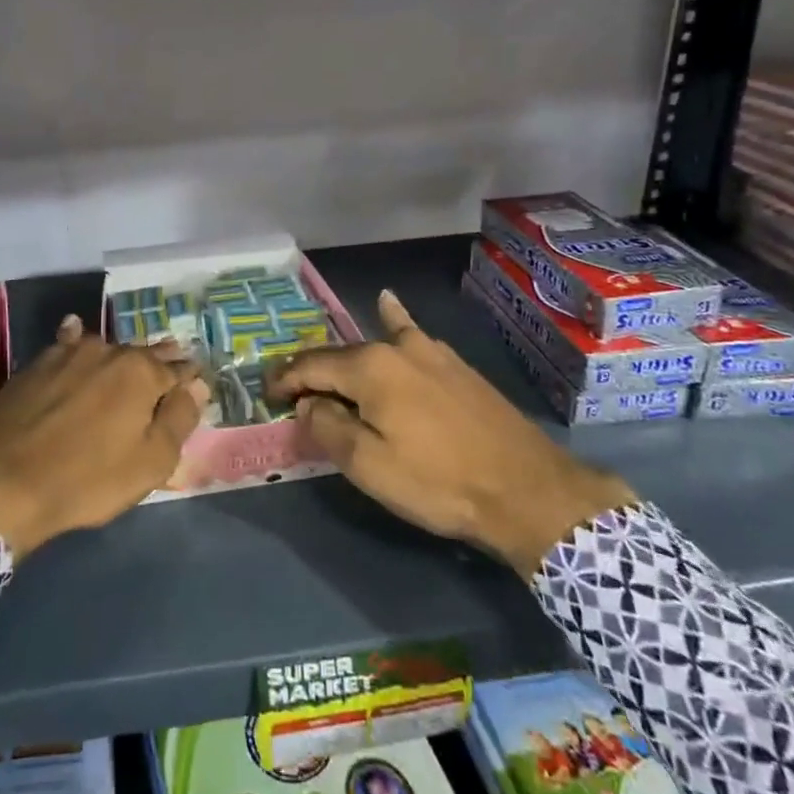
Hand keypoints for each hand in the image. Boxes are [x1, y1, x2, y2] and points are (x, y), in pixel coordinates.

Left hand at [0, 316, 204, 558]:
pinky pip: (66, 344)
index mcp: (141, 373)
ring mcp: (68, 353)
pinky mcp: (36, 364)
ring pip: (106, 348)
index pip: (178, 369)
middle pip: (143, 354)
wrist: (0, 484)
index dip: (189, 377)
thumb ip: (179, 419)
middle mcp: (108, 351)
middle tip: (172, 363)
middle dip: (160, 360)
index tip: (197, 380)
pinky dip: (76, 339)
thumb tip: (197, 385)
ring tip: (131, 358)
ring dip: (122, 354)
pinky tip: (75, 331)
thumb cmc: (85, 480)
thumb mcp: (149, 462)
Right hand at [271, 291, 634, 575]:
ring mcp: (429, 351)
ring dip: (345, 359)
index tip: (266, 397)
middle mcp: (395, 348)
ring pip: (372, 346)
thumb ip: (327, 428)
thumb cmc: (439, 482)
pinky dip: (393, 320)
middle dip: (312, 374)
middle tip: (293, 397)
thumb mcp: (369, 466)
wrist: (527, 490)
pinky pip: (411, 335)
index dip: (283, 380)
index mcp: (369, 368)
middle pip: (339, 355)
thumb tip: (307, 404)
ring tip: (328, 369)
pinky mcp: (454, 364)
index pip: (309, 366)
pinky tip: (389, 304)